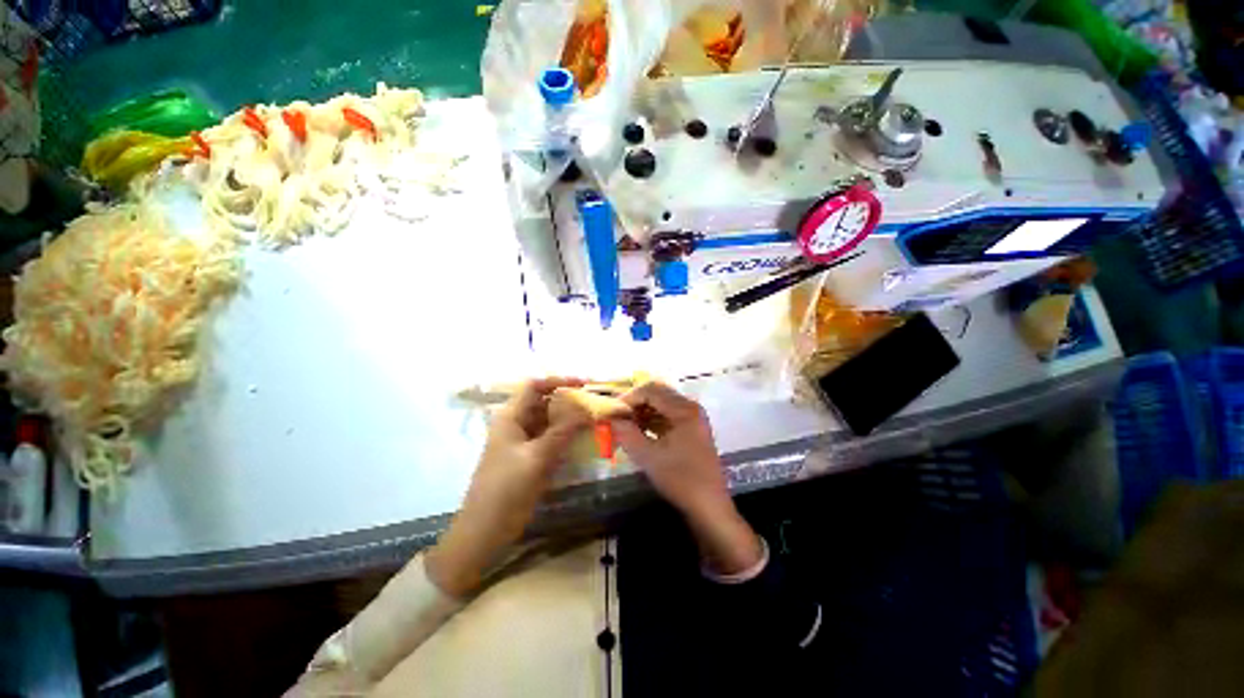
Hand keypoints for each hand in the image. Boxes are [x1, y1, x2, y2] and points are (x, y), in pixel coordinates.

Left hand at [427, 378, 591, 596]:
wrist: (485, 531)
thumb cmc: (506, 490)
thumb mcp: (537, 457)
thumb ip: (563, 431)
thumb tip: (587, 408)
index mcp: (511, 417)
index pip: (534, 386)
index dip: (558, 381)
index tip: (584, 385)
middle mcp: (517, 424)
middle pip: (544, 403)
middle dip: (569, 400)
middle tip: (596, 404)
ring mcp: (524, 442)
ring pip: (550, 421)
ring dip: (570, 419)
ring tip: (595, 419)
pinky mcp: (531, 458)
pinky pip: (551, 439)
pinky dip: (567, 436)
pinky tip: (584, 439)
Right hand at [612, 382, 761, 574]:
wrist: (709, 507)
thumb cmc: (681, 480)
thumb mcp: (649, 457)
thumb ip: (627, 434)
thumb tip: (610, 419)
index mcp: (684, 409)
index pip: (651, 390)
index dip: (629, 398)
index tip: (612, 412)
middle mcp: (690, 407)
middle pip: (657, 394)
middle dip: (635, 404)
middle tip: (617, 418)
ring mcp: (693, 418)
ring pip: (661, 405)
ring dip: (642, 412)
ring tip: (624, 427)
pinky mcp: (691, 429)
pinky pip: (667, 416)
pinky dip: (651, 421)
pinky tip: (639, 433)